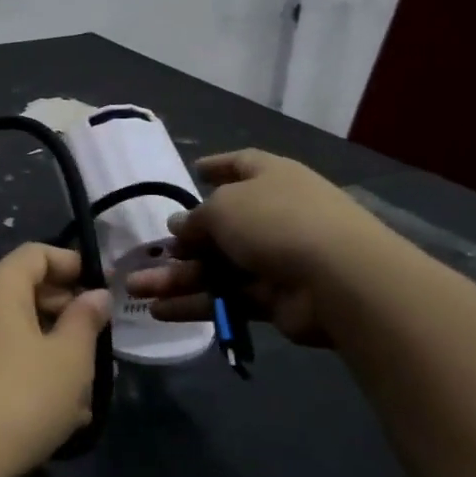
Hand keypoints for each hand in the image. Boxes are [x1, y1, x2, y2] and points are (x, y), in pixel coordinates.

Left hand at [0, 243, 110, 476]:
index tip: (100, 287)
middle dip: (60, 310)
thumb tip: (95, 294)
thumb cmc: (21, 398)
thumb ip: (85, 320)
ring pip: (8, 332)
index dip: (70, 262)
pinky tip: (47, 410)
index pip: (34, 254)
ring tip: (80, 386)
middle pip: (19, 291)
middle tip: (94, 338)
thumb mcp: (69, 359)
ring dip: (45, 347)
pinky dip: (20, 371)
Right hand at [125, 150, 403, 346]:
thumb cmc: (277, 222)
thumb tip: (180, 226)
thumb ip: (196, 218)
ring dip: (176, 278)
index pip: (241, 165)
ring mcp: (275, 257)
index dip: (218, 166)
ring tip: (136, 288)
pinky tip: (159, 311)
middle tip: (149, 253)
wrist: (339, 279)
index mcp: (270, 178)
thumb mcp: (223, 208)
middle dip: (183, 242)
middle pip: (220, 226)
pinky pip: (226, 297)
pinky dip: (195, 303)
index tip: (195, 170)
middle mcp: (273, 214)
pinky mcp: (274, 298)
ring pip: (216, 267)